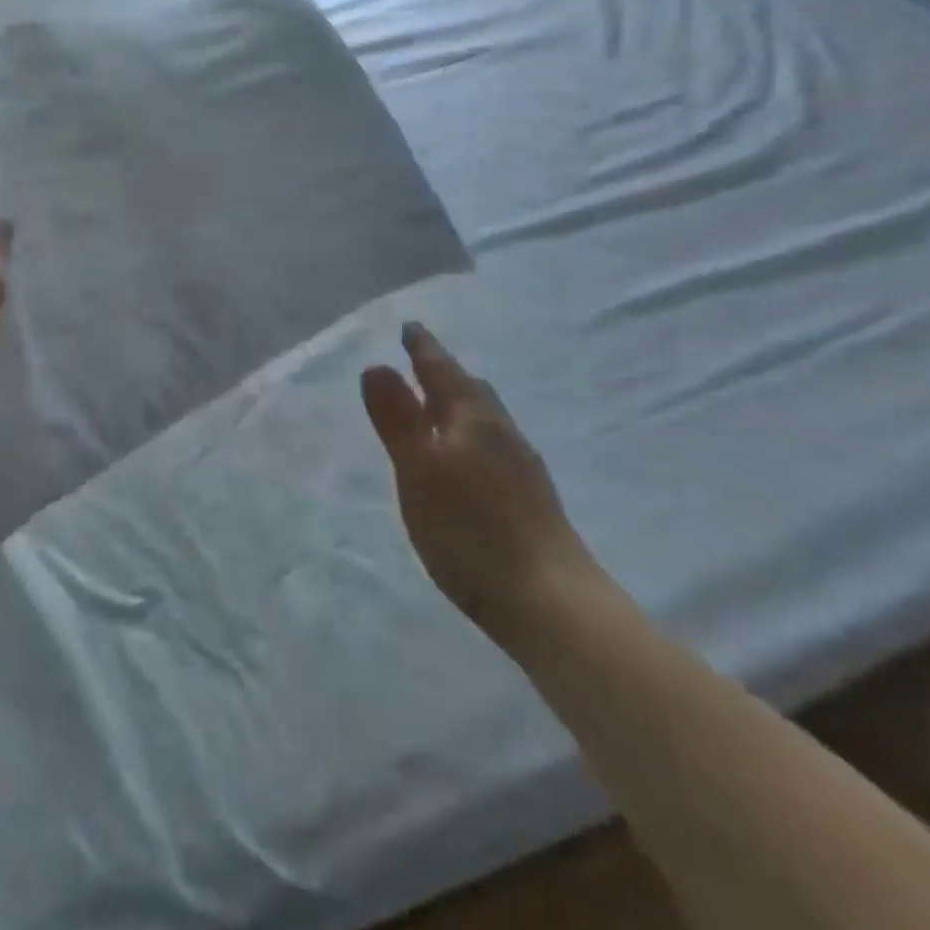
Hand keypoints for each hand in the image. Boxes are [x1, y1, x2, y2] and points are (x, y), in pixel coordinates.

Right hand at [361, 323, 599, 636]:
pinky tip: (468, 459)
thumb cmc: (472, 530)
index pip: (444, 372)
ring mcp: (522, 468)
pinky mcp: (531, 499)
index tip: (411, 327)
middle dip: (445, 373)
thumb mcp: (419, 471)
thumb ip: (397, 419)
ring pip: (486, 419)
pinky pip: (494, 444)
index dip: (424, 349)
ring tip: (440, 406)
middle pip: (471, 391)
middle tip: (423, 361)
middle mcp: (502, 434)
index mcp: (474, 420)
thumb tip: (376, 365)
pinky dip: (471, 434)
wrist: (552, 602)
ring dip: (460, 404)